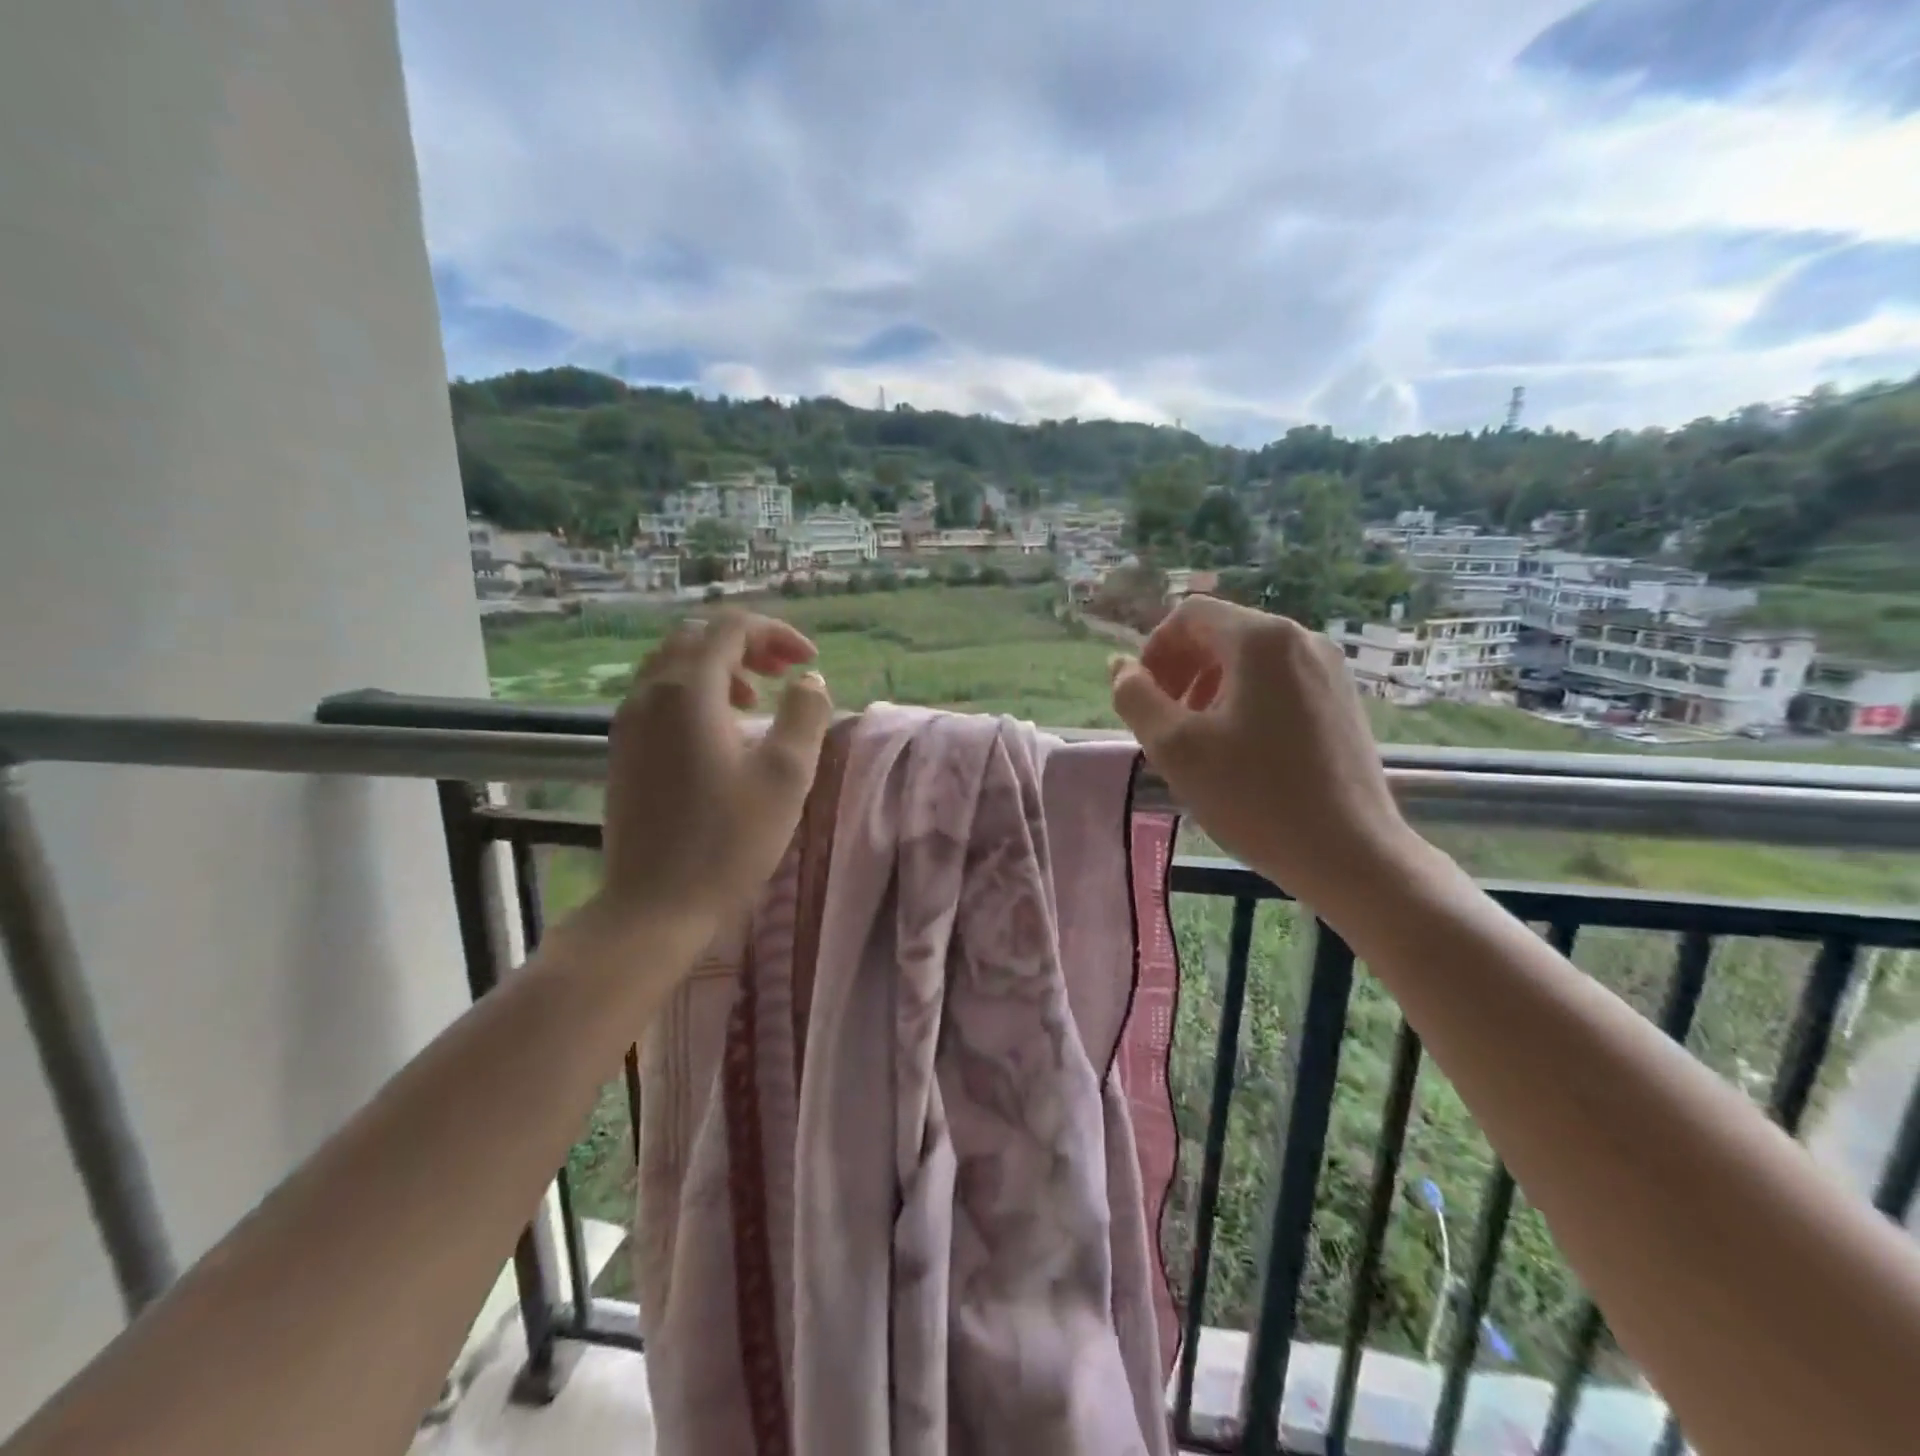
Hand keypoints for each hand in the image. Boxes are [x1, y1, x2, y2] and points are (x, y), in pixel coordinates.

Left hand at [587, 610, 832, 944]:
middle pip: (698, 637)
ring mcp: (629, 721)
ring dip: (719, 667)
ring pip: (673, 664)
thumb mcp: (786, 776)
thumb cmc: (728, 841)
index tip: (809, 661)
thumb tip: (809, 680)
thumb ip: (805, 715)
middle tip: (784, 672)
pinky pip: (658, 694)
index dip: (776, 633)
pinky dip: (695, 691)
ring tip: (756, 700)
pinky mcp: (623, 749)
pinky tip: (721, 732)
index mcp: (689, 691)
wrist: (654, 905)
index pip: (731, 628)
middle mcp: (650, 693)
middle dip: (746, 644)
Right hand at [1109, 596, 1420, 915]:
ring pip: (1248, 660)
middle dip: (1180, 671)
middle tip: (1163, 725)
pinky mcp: (1341, 700)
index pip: (1189, 615)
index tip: (1142, 700)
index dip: (1153, 650)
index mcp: (1262, 640)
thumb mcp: (1176, 748)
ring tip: (1197, 741)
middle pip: (1220, 634)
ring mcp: (1328, 669)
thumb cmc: (1256, 798)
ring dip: (1208, 688)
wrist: (1351, 854)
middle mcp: (1301, 639)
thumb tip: (1121, 667)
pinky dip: (1243, 701)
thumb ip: (1135, 698)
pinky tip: (1239, 751)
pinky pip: (1277, 682)